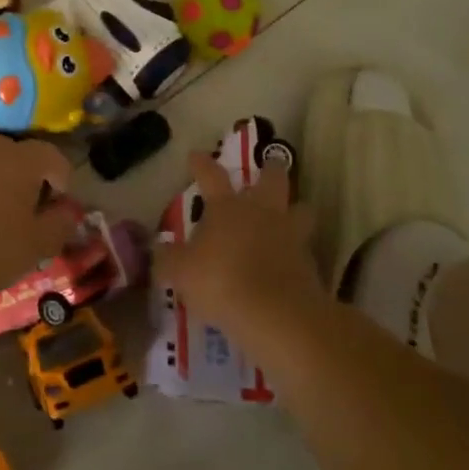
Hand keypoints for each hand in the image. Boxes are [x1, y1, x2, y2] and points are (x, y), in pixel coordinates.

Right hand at [157, 152, 318, 329]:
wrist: (276, 314)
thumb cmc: (220, 282)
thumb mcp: (180, 272)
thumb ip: (167, 258)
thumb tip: (157, 248)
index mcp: (227, 207)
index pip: (211, 175)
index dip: (201, 164)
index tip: (196, 155)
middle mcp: (262, 212)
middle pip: (273, 179)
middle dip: (270, 170)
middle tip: (269, 166)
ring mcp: (291, 235)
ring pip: (301, 209)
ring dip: (295, 210)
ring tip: (291, 215)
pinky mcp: (310, 263)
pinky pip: (305, 248)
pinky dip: (299, 252)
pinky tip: (290, 262)